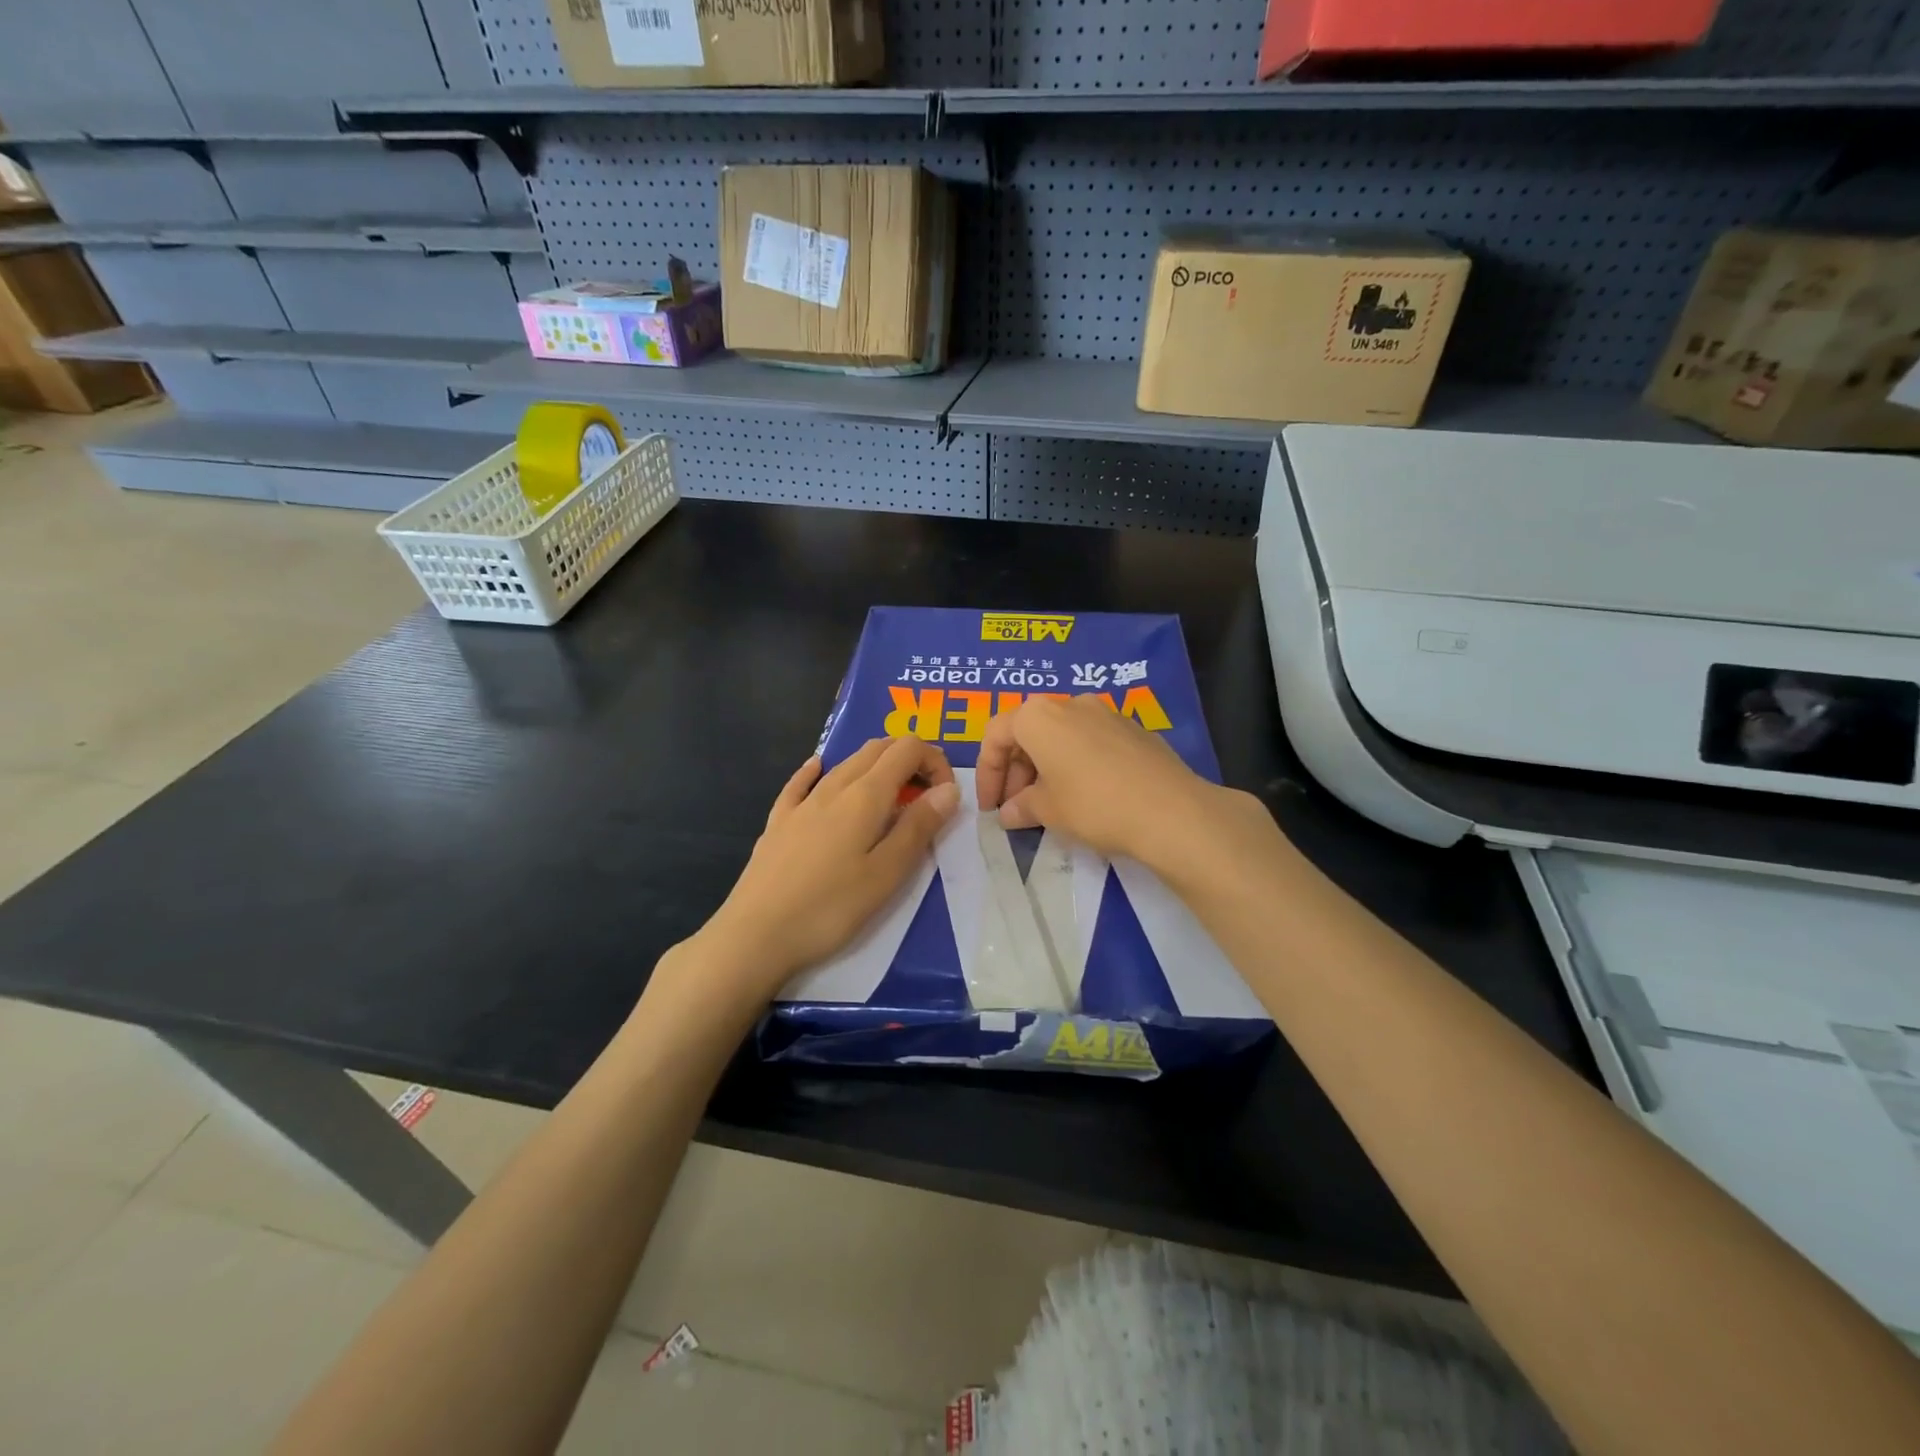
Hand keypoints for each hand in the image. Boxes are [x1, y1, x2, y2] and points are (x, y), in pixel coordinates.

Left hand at [702, 737, 959, 998]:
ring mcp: (801, 802)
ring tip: (892, 798)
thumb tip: (949, 788)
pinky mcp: (778, 821)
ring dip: (876, 765)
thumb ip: (919, 827)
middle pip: (877, 748)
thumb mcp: (887, 874)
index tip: (945, 797)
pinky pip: (802, 781)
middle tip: (926, 797)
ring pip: (844, 762)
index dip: (935, 762)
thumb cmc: (830, 909)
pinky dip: (821, 769)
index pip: (908, 749)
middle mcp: (833, 786)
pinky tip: (818, 768)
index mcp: (865, 796)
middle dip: (910, 760)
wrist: (755, 935)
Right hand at [975, 695, 1261, 871]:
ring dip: (1045, 767)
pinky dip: (1076, 763)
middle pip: (1028, 731)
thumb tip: (1010, 812)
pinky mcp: (1133, 729)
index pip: (996, 736)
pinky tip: (1085, 796)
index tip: (991, 806)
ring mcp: (1106, 713)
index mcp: (1039, 716)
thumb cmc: (1094, 805)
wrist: (1171, 811)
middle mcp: (1070, 704)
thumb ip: (1021, 807)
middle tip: (1016, 808)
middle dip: (1016, 770)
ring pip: (1061, 736)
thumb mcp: (1048, 810)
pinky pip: (1090, 742)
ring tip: (1048, 805)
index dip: (987, 773)